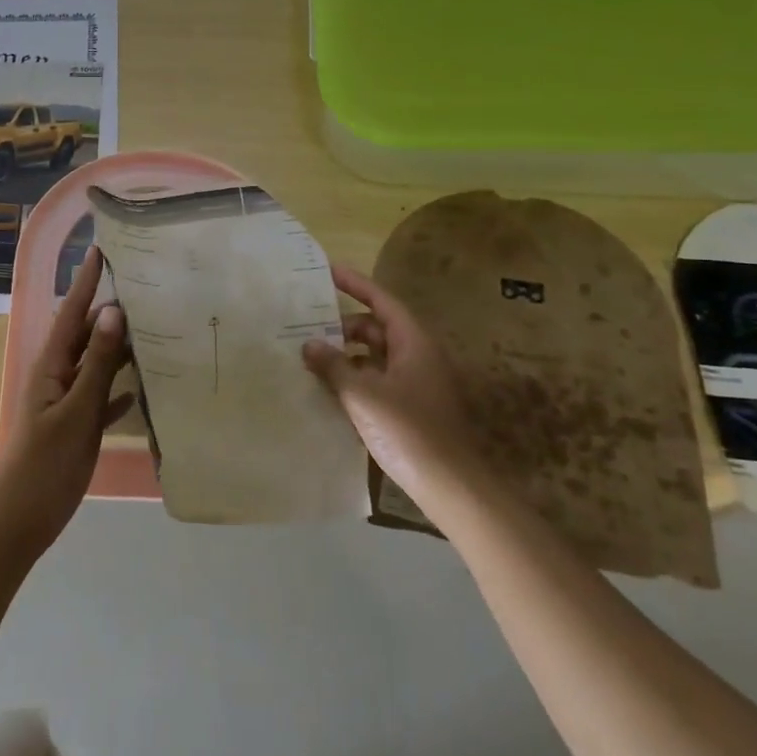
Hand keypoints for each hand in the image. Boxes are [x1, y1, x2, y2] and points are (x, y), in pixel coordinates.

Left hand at [0, 248, 134, 556]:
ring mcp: (65, 402)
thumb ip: (97, 364)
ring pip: (95, 365)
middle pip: (86, 336)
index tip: (101, 250)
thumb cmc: (47, 463)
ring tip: (151, 330)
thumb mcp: (76, 411)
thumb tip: (113, 312)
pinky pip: (99, 397)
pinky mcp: (74, 426)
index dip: (86, 282)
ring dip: (118, 349)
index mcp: (51, 366)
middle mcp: (57, 376)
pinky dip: (117, 390)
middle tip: (145, 290)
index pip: (72, 313)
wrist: (22, 518)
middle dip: (110, 313)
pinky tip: (140, 388)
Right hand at [301, 265, 487, 509]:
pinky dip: (355, 377)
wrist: (449, 485)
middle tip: (308, 325)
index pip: (382, 301)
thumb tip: (309, 344)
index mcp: (414, 343)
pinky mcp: (412, 408)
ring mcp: (417, 383)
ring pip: (377, 356)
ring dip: (346, 354)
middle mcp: (419, 356)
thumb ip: (333, 365)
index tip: (329, 271)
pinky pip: (378, 379)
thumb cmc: (407, 430)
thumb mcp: (363, 394)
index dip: (356, 284)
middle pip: (378, 328)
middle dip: (343, 325)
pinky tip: (329, 388)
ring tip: (311, 357)